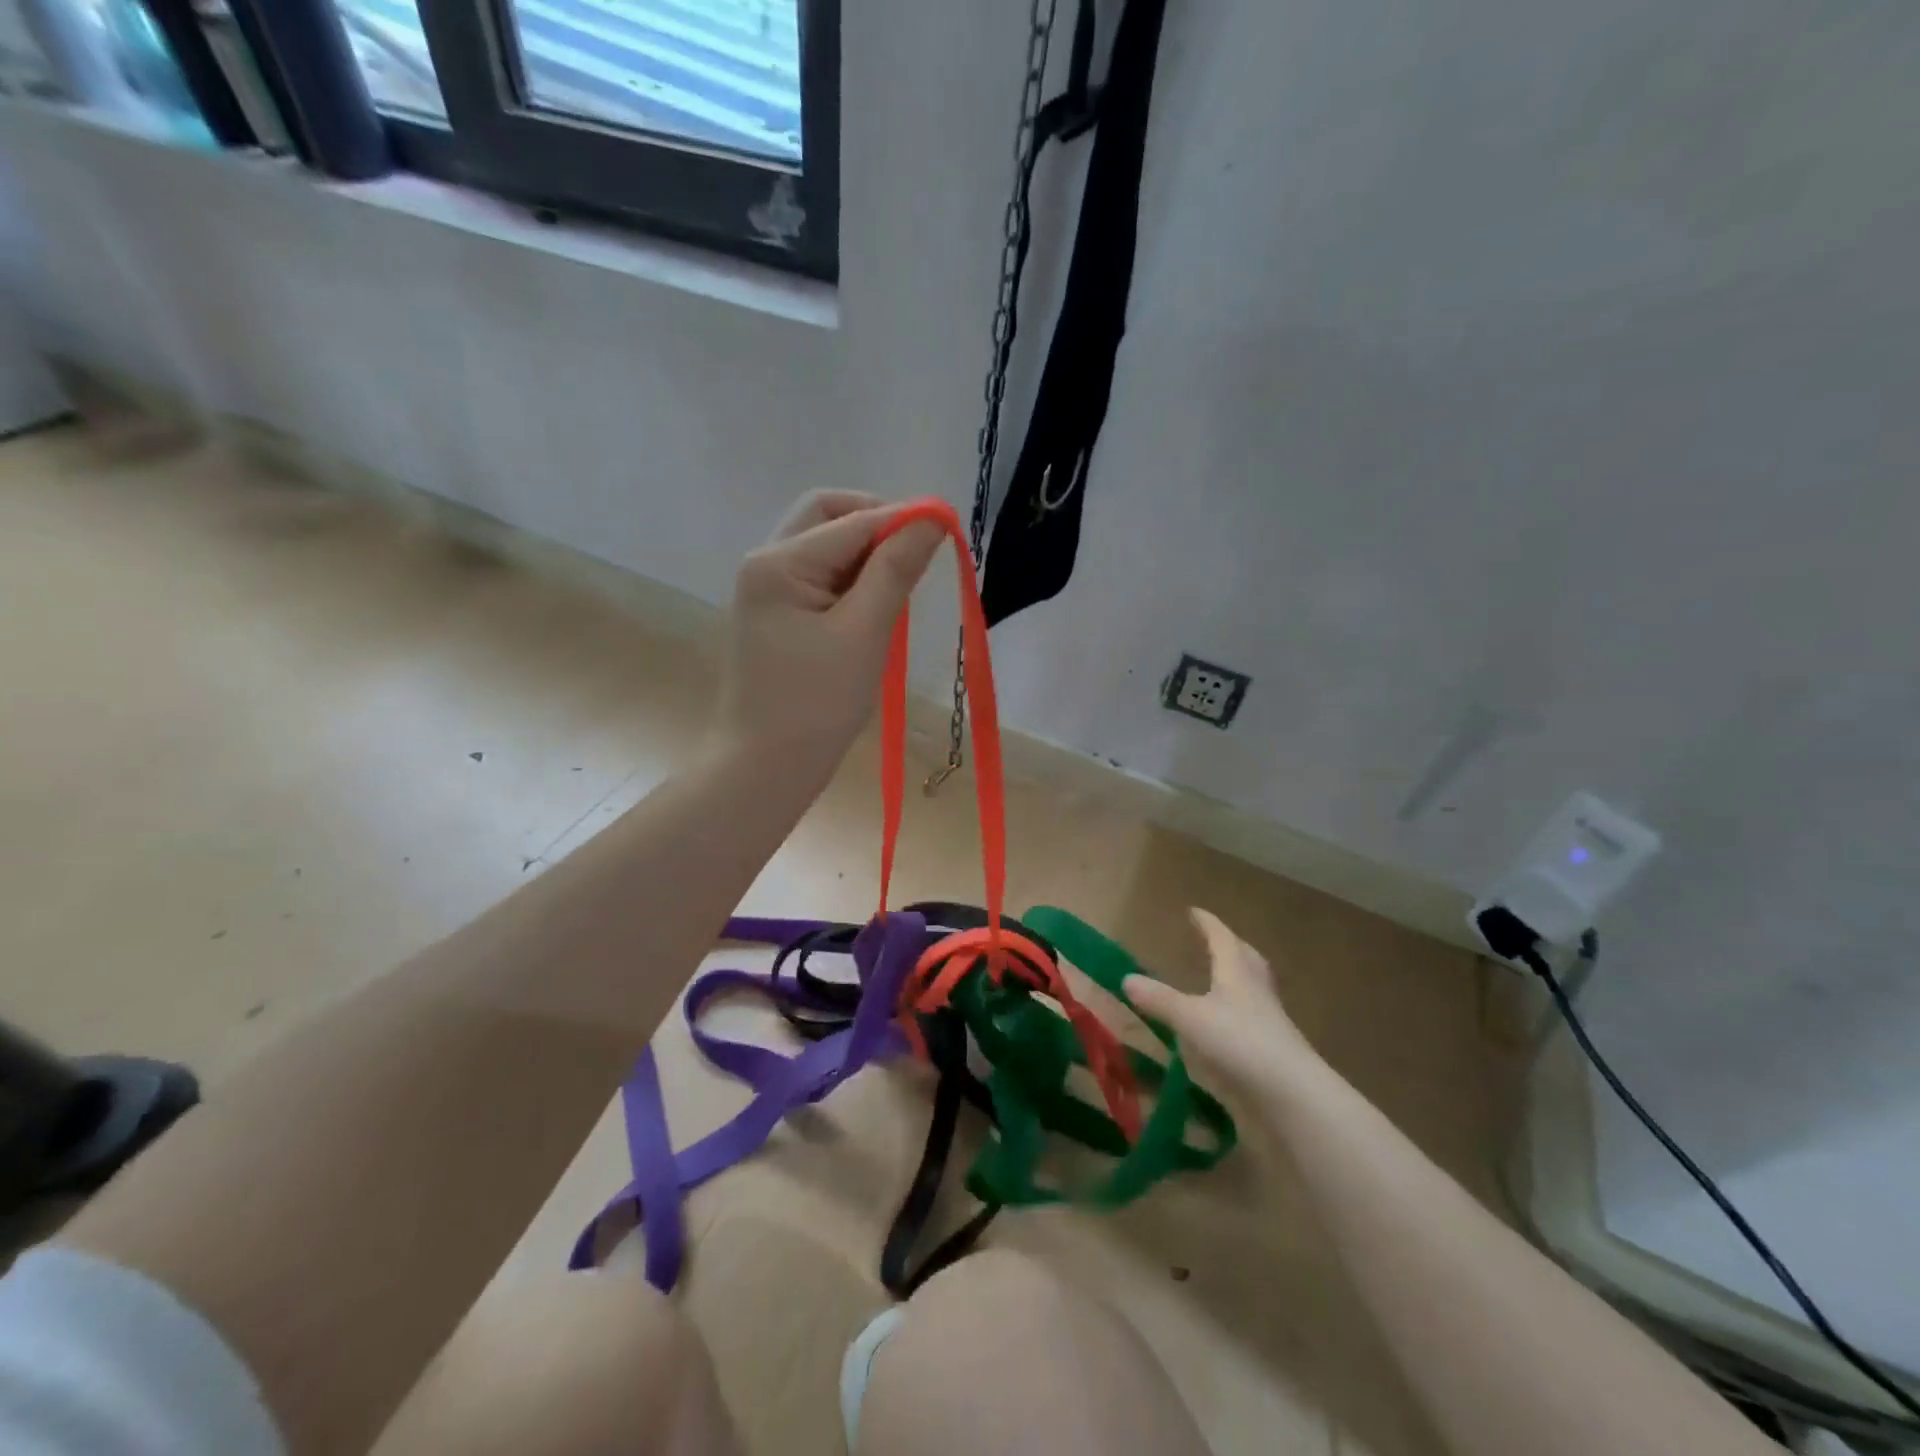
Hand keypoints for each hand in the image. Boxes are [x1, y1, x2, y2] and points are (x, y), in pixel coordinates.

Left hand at [714, 490, 943, 774]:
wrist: (765, 768)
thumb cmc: (816, 705)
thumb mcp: (864, 633)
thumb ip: (896, 570)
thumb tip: (931, 518)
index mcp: (779, 563)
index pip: (852, 520)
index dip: (903, 519)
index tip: (949, 529)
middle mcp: (765, 564)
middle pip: (828, 517)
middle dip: (877, 526)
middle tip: (918, 555)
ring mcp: (767, 590)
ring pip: (826, 547)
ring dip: (867, 556)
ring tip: (900, 590)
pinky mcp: (776, 616)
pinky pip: (820, 579)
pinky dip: (852, 582)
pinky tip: (876, 608)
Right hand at [1125, 909, 1322, 1097]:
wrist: (1292, 1096)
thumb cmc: (1239, 1043)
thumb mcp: (1190, 1018)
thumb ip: (1159, 999)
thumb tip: (1126, 978)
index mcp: (1237, 974)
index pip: (1222, 939)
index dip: (1207, 924)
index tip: (1194, 911)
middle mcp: (1256, 991)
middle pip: (1246, 959)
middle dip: (1230, 946)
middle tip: (1214, 939)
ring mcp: (1269, 1022)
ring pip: (1253, 988)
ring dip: (1237, 978)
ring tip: (1220, 978)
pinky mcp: (1272, 1051)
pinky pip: (1254, 1018)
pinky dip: (1238, 1012)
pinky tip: (1225, 1025)